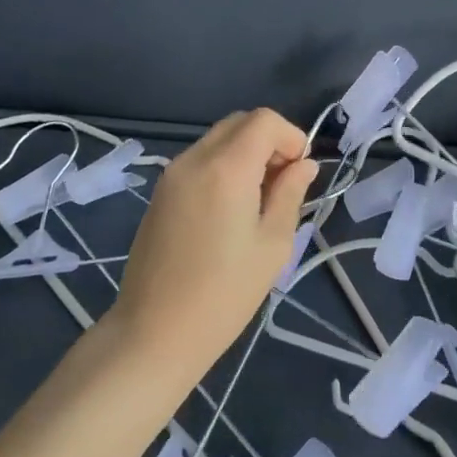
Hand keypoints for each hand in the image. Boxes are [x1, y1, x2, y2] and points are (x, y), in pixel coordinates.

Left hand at [107, 109, 316, 383]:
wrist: (152, 336)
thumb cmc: (223, 295)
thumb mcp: (273, 244)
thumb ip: (291, 194)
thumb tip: (304, 165)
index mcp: (226, 168)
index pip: (265, 120)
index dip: (291, 137)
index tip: (299, 172)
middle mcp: (195, 159)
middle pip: (241, 122)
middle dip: (269, 141)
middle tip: (282, 183)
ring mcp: (172, 174)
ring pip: (219, 139)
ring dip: (246, 153)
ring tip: (257, 200)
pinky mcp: (160, 193)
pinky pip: (200, 160)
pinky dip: (223, 166)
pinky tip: (229, 209)